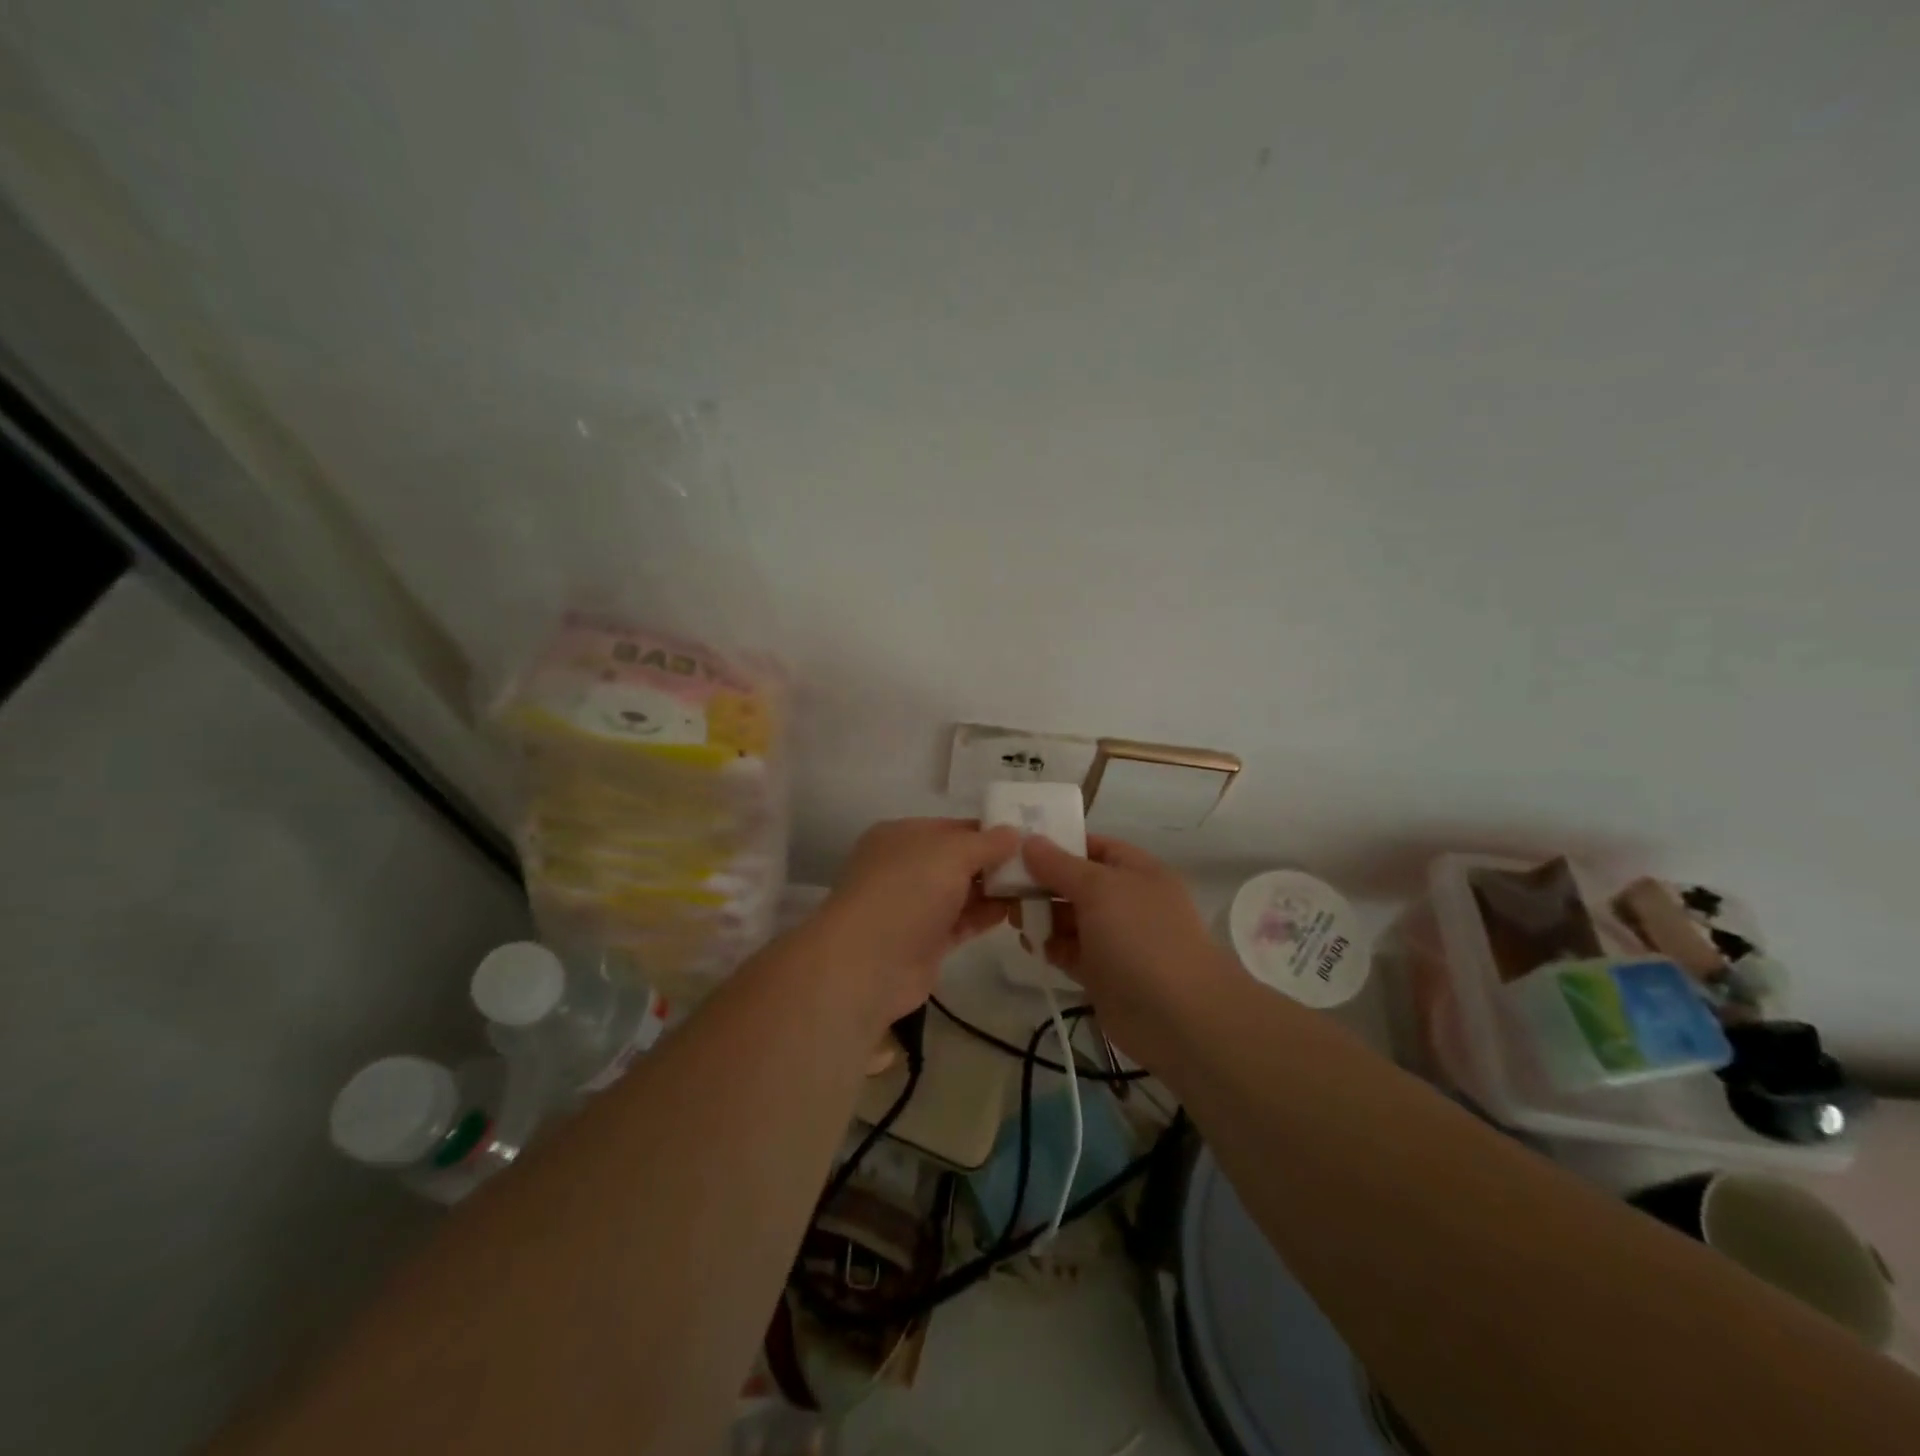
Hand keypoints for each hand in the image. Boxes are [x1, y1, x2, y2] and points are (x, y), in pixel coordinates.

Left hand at [810, 818, 1021, 1029]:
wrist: (867, 963)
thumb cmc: (907, 891)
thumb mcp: (951, 853)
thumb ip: (987, 842)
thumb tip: (1015, 833)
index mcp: (903, 835)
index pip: (954, 827)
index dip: (991, 831)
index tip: (1029, 838)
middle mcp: (906, 867)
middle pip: (959, 860)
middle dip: (996, 862)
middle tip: (1040, 865)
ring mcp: (914, 906)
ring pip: (962, 892)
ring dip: (995, 891)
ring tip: (1037, 889)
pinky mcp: (925, 941)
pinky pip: (961, 921)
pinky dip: (985, 916)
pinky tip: (1015, 912)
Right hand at [1019, 834, 1237, 1065]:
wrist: (1177, 1016)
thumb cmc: (1140, 936)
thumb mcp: (1098, 888)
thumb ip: (1059, 865)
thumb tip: (1029, 841)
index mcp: (1136, 871)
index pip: (1092, 846)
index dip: (1057, 843)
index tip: (1016, 845)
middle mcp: (1126, 900)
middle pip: (1076, 882)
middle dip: (1041, 882)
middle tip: (1001, 885)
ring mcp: (1116, 939)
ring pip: (1070, 918)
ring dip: (1041, 915)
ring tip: (1009, 914)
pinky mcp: (1103, 973)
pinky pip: (1070, 951)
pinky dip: (1049, 946)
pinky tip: (1028, 943)